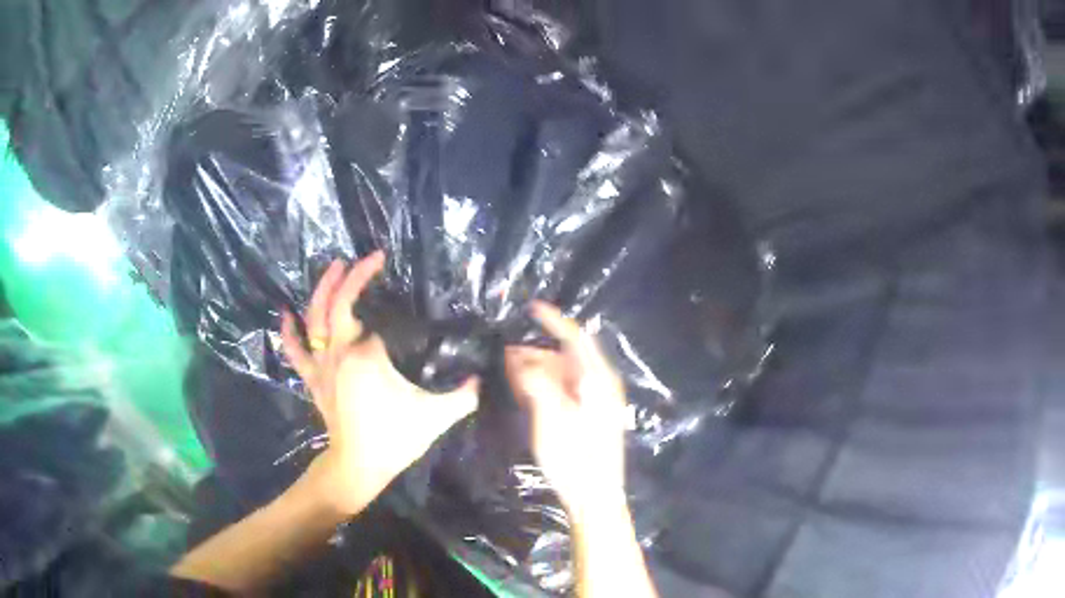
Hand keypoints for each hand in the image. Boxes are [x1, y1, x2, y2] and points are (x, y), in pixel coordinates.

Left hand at [280, 252, 478, 515]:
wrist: (358, 467)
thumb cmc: (394, 439)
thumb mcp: (436, 417)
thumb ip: (464, 395)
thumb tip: (482, 378)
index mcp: (366, 355)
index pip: (374, 316)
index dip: (381, 293)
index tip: (389, 268)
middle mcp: (339, 352)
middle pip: (338, 305)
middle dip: (350, 277)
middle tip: (366, 259)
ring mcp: (322, 366)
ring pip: (315, 319)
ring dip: (323, 290)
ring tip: (333, 267)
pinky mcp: (313, 380)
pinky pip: (296, 351)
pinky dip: (290, 331)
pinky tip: (286, 313)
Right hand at [504, 302, 628, 520]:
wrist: (594, 497)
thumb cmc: (575, 456)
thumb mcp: (551, 416)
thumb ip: (534, 380)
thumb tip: (517, 355)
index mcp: (598, 380)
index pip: (576, 338)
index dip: (553, 320)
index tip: (530, 307)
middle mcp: (599, 386)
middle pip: (566, 357)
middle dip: (536, 351)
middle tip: (506, 353)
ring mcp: (594, 403)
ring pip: (562, 375)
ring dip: (537, 370)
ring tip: (509, 371)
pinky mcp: (587, 418)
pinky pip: (563, 392)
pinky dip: (543, 387)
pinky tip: (524, 390)